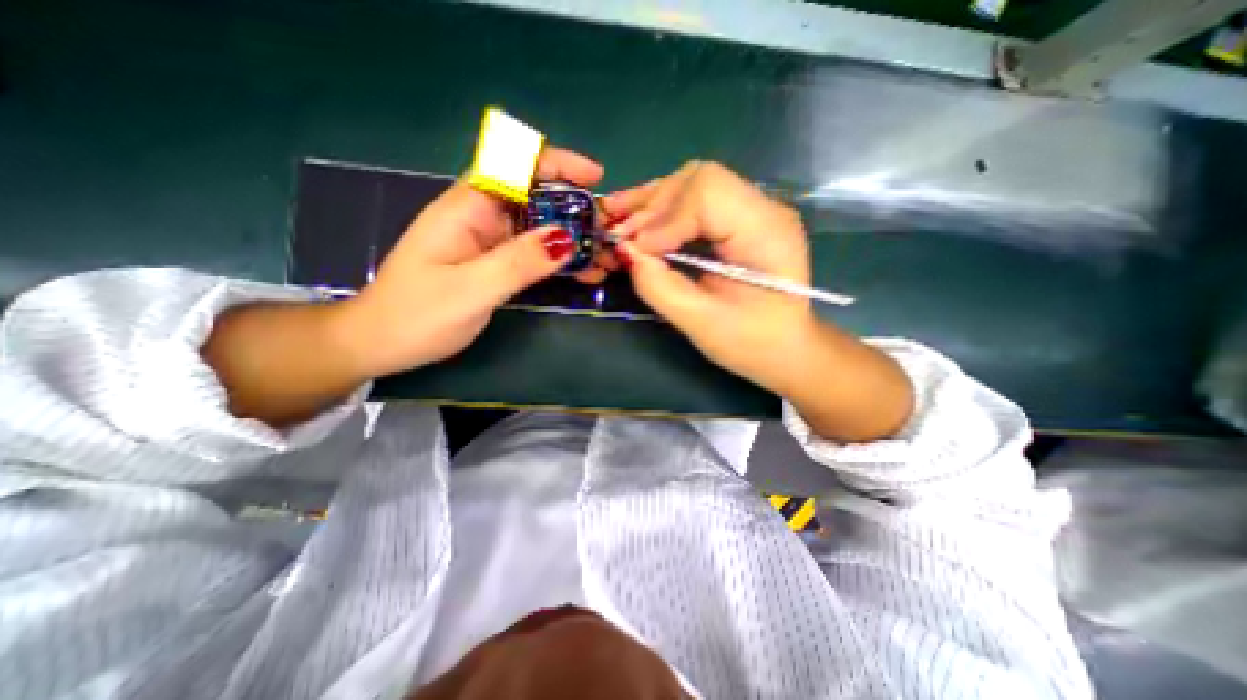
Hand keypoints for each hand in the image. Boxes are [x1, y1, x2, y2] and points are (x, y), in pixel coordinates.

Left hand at [339, 146, 602, 379]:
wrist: (384, 343)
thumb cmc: (417, 315)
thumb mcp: (472, 289)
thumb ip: (519, 262)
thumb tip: (568, 238)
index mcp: (467, 208)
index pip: (515, 165)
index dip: (557, 163)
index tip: (594, 177)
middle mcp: (481, 217)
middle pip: (536, 196)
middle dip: (576, 208)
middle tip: (608, 231)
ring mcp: (490, 241)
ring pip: (540, 226)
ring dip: (574, 237)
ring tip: (605, 257)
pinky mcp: (496, 263)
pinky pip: (535, 252)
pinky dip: (561, 259)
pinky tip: (584, 273)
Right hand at [598, 161, 911, 438]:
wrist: (786, 349)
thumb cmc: (752, 344)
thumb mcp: (702, 323)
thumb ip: (660, 286)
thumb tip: (625, 251)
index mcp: (766, 232)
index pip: (708, 194)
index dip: (665, 220)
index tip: (637, 250)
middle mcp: (764, 208)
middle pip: (699, 179)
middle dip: (654, 206)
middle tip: (620, 235)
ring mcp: (752, 210)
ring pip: (693, 184)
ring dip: (653, 203)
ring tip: (619, 220)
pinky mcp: (738, 219)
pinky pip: (696, 201)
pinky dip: (664, 210)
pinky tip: (638, 219)